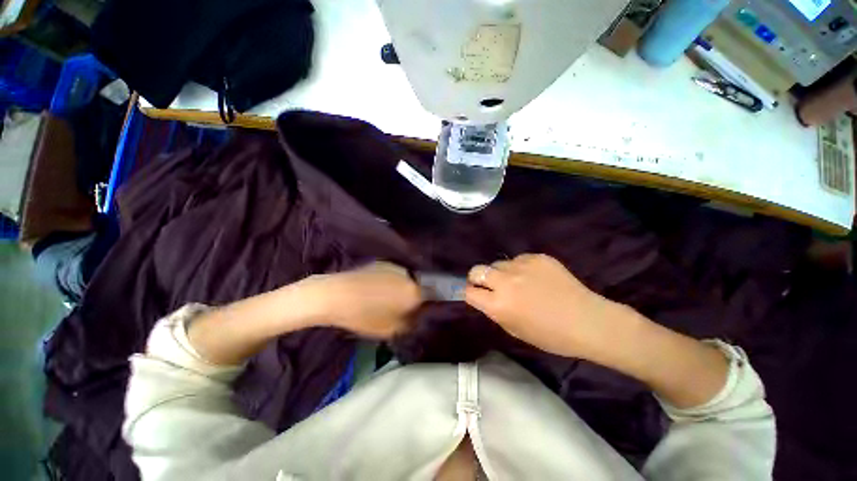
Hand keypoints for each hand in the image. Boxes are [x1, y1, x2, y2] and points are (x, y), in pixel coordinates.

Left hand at [306, 262, 422, 338]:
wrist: (335, 295)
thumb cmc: (362, 316)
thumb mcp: (390, 330)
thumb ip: (409, 324)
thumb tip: (416, 318)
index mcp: (414, 292)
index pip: (433, 297)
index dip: (429, 305)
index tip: (422, 312)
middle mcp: (409, 276)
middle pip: (419, 287)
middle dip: (415, 297)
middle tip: (405, 307)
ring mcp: (395, 267)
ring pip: (407, 279)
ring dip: (403, 288)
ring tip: (389, 297)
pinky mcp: (383, 262)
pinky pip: (395, 274)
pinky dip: (392, 281)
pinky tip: (379, 288)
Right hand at [465, 254, 627, 358]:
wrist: (587, 321)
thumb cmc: (551, 335)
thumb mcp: (515, 330)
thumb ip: (495, 311)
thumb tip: (485, 297)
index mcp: (498, 305)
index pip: (469, 291)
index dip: (470, 293)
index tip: (475, 294)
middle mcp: (505, 282)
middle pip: (477, 270)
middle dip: (478, 278)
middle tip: (489, 285)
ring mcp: (521, 266)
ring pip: (498, 263)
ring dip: (501, 272)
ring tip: (517, 281)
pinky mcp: (537, 257)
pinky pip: (519, 259)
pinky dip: (520, 267)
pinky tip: (534, 277)